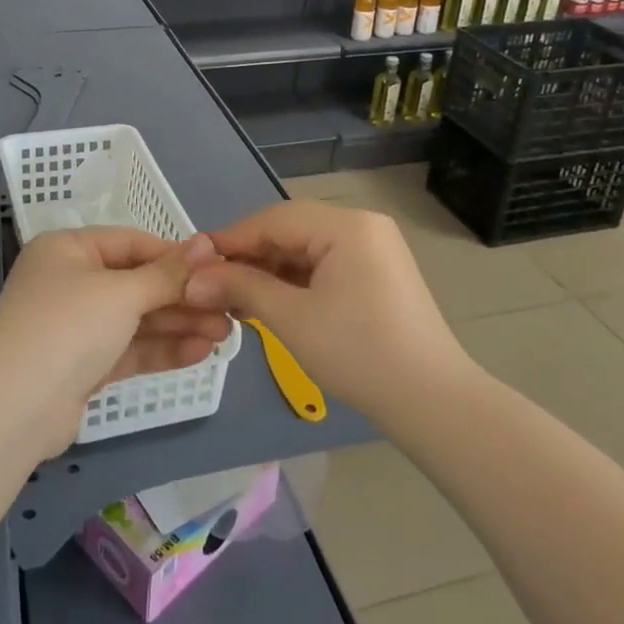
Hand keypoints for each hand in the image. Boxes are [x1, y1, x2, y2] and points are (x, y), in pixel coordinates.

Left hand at [0, 228, 229, 456]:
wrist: (14, 410)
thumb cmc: (68, 327)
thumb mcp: (122, 293)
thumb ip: (168, 273)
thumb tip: (208, 242)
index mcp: (68, 250)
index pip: (131, 243)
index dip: (175, 255)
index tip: (218, 268)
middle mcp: (69, 282)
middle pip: (136, 283)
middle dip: (182, 296)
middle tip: (230, 309)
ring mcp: (75, 327)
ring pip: (135, 319)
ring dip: (178, 324)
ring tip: (225, 334)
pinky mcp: (82, 366)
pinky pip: (128, 349)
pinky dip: (161, 350)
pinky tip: (200, 352)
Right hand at [183, 201, 474, 424]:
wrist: (431, 402)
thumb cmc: (358, 353)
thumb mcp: (291, 318)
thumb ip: (240, 288)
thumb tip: (192, 279)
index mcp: (346, 226)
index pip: (274, 220)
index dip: (230, 240)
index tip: (193, 262)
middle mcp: (362, 226)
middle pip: (289, 231)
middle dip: (249, 257)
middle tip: (211, 284)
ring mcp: (373, 249)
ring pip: (304, 249)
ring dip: (269, 271)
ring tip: (234, 298)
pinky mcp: (376, 273)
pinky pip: (323, 265)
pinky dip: (294, 281)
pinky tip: (269, 302)